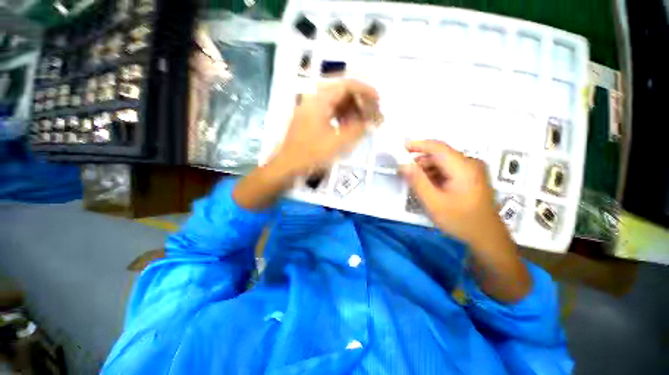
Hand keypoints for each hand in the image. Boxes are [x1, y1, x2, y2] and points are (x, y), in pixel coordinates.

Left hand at [272, 79, 378, 175]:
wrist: (287, 166)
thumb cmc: (311, 155)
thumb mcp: (337, 143)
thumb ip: (356, 130)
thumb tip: (370, 122)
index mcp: (319, 100)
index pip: (346, 84)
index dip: (365, 90)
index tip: (378, 100)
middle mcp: (314, 99)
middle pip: (342, 92)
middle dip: (360, 102)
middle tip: (372, 114)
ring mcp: (311, 109)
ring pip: (337, 103)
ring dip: (352, 110)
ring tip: (364, 123)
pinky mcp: (310, 119)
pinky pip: (330, 112)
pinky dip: (342, 117)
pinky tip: (349, 127)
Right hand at [401, 140, 502, 248]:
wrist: (487, 237)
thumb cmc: (460, 221)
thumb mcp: (434, 203)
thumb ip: (417, 181)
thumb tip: (403, 164)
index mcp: (463, 167)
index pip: (437, 147)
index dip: (417, 145)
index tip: (400, 147)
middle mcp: (470, 163)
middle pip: (439, 155)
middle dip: (420, 163)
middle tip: (406, 175)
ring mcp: (472, 169)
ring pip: (443, 162)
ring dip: (427, 170)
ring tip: (417, 185)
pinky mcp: (471, 176)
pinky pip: (448, 169)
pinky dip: (435, 175)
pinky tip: (430, 188)